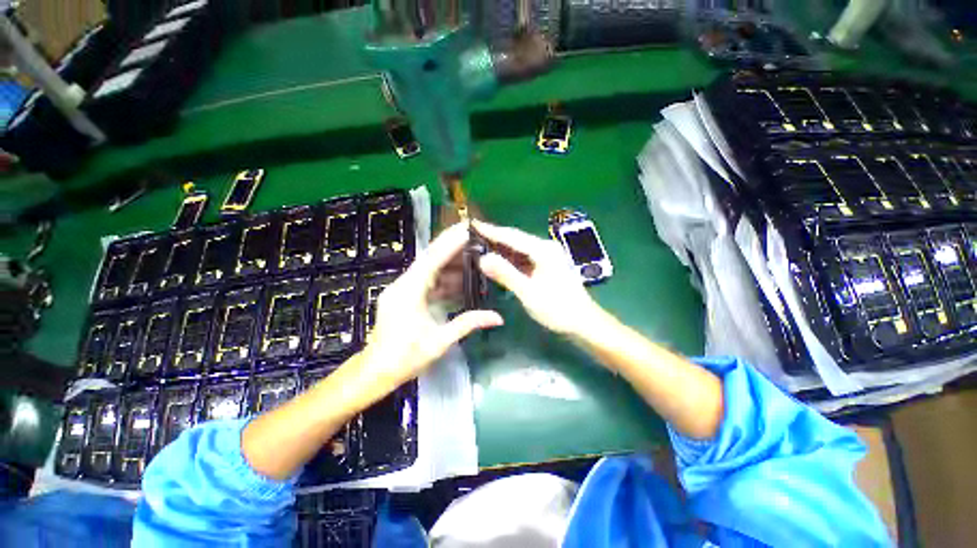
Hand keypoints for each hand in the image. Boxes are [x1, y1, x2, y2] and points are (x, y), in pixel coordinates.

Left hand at [359, 222, 503, 394]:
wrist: (376, 372)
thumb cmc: (405, 358)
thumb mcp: (439, 342)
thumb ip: (468, 324)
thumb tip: (498, 317)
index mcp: (409, 292)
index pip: (432, 260)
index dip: (450, 243)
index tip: (467, 230)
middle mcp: (404, 284)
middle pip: (430, 260)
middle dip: (452, 248)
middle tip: (475, 239)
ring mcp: (403, 290)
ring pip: (429, 270)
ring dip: (450, 265)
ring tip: (473, 258)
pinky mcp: (405, 296)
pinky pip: (427, 282)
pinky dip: (444, 280)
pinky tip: (461, 280)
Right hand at [474, 220, 598, 335]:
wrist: (583, 321)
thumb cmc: (558, 308)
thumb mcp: (529, 293)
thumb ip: (506, 274)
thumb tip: (482, 259)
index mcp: (543, 250)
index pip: (511, 236)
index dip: (490, 230)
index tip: (472, 224)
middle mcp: (545, 247)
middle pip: (514, 239)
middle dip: (493, 238)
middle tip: (470, 237)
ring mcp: (546, 256)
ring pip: (518, 248)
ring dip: (500, 248)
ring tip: (479, 248)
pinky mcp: (546, 265)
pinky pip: (523, 257)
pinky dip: (509, 259)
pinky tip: (497, 262)